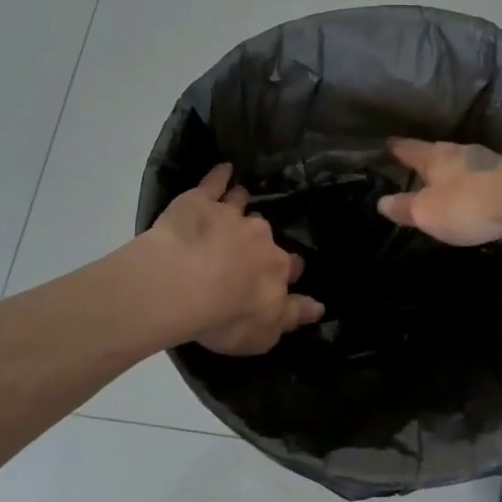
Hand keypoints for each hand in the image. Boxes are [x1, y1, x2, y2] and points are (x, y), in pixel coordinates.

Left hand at [147, 163, 323, 354]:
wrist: (182, 283)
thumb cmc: (225, 316)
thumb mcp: (264, 333)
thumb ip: (291, 316)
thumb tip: (319, 307)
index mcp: (277, 268)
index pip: (290, 267)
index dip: (287, 271)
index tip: (282, 274)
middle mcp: (260, 237)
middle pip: (265, 235)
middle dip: (261, 239)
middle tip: (247, 247)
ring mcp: (230, 215)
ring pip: (243, 204)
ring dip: (243, 203)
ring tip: (239, 202)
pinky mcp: (200, 201)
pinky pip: (215, 182)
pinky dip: (221, 175)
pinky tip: (224, 169)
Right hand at [377, 137, 501, 246]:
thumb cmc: (467, 204)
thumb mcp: (427, 212)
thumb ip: (404, 207)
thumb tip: (381, 202)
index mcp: (436, 156)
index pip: (409, 148)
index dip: (396, 148)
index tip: (386, 143)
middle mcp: (461, 151)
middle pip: (438, 152)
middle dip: (427, 159)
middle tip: (415, 165)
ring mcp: (489, 161)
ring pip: (463, 163)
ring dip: (453, 171)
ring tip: (445, 181)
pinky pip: (483, 176)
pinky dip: (474, 183)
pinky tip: (475, 192)